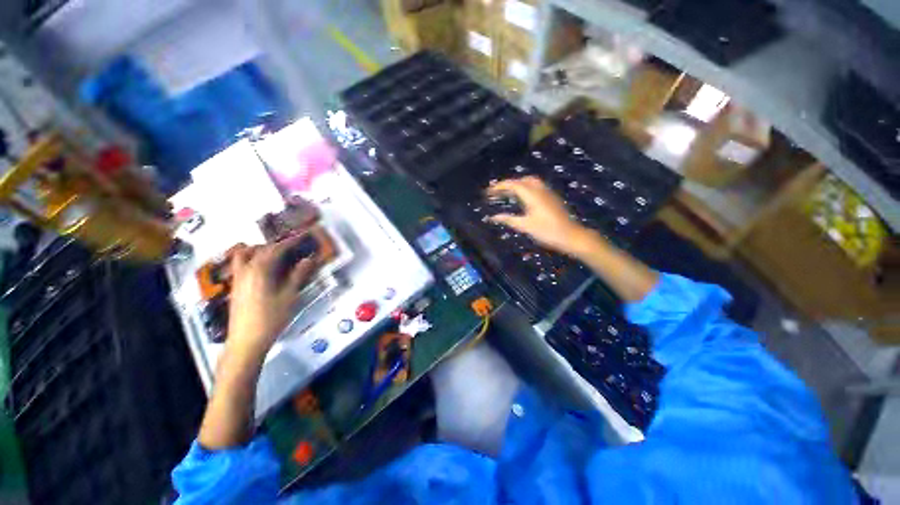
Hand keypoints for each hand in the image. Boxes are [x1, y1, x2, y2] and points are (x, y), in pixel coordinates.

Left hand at [226, 236, 316, 357]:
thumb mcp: (290, 296)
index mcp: (260, 270)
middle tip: (292, 247)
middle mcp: (245, 270)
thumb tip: (309, 259)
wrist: (246, 341)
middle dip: (276, 245)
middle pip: (259, 249)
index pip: (276, 249)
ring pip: (244, 255)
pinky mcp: (235, 287)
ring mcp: (238, 279)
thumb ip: (298, 275)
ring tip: (275, 256)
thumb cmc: (271, 318)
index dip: (290, 242)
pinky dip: (252, 260)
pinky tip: (265, 270)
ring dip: (259, 251)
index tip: (302, 237)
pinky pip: (241, 265)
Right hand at [487, 176, 591, 256]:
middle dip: (508, 183)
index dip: (500, 186)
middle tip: (497, 192)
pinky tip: (521, 199)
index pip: (513, 184)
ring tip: (507, 194)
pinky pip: (536, 187)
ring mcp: (547, 193)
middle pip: (522, 180)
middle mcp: (540, 190)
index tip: (489, 191)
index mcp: (532, 195)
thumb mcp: (525, 226)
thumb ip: (508, 219)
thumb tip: (492, 217)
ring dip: (517, 184)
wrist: (571, 235)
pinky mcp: (551, 198)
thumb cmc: (547, 231)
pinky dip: (525, 188)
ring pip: (530, 182)